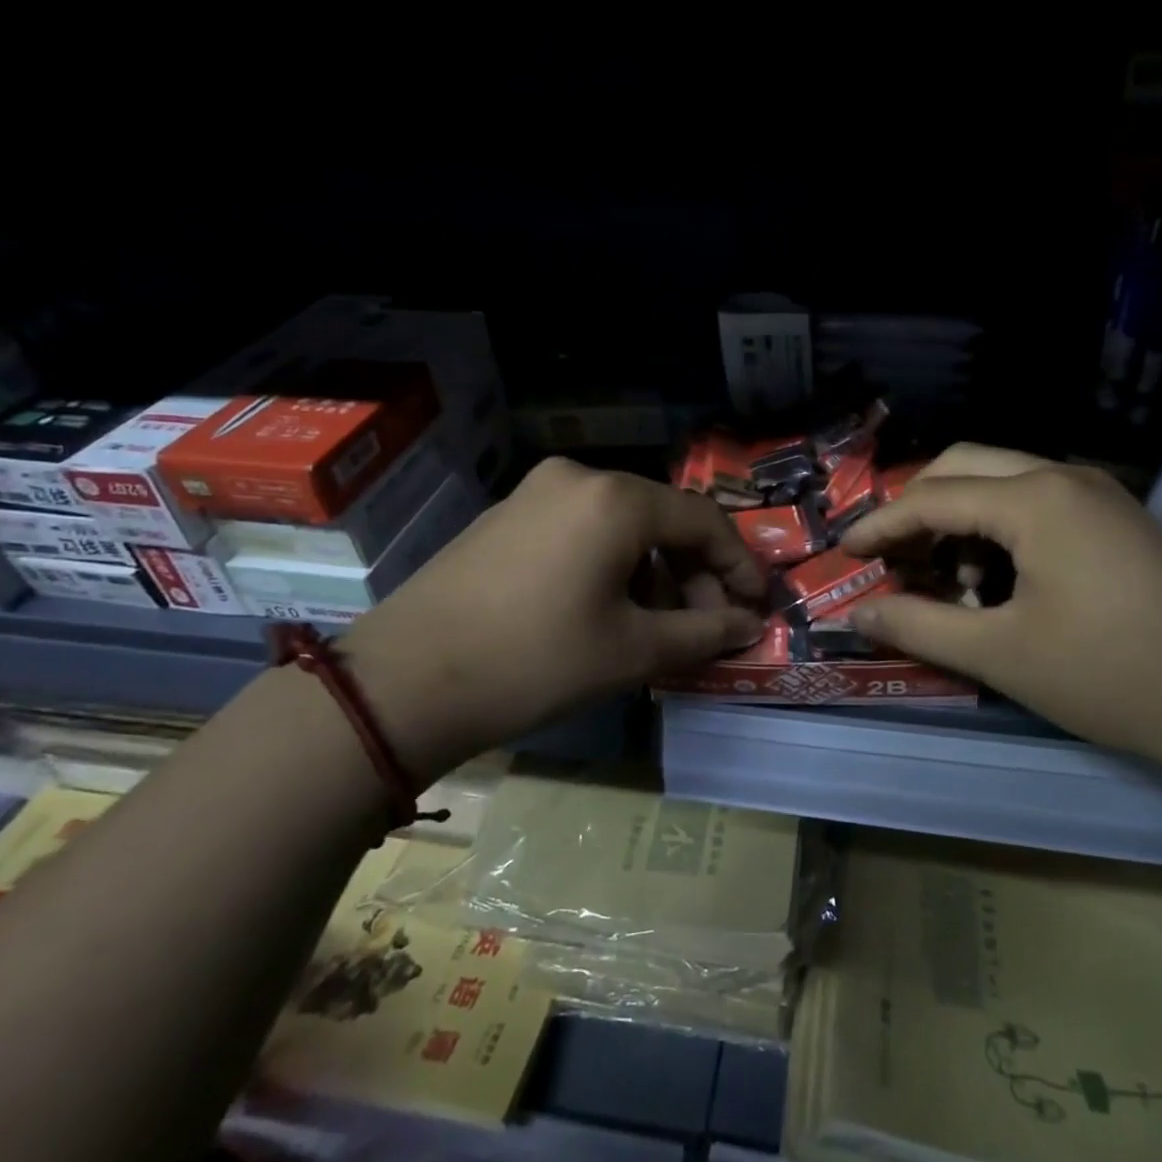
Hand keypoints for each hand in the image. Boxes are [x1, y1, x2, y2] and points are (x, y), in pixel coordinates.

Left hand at [342, 459, 766, 775]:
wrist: (404, 682)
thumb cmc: (534, 662)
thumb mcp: (632, 653)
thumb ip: (703, 633)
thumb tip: (749, 625)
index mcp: (616, 500)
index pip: (703, 522)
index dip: (738, 566)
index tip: (757, 606)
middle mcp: (579, 478)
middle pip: (662, 518)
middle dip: (695, 572)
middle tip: (708, 624)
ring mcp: (536, 492)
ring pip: (622, 524)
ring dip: (654, 570)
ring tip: (661, 624)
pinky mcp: (507, 516)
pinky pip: (582, 529)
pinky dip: (612, 563)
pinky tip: (610, 607)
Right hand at [841, 443, 1161, 773]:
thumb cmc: (1111, 674)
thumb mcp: (1000, 654)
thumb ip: (919, 625)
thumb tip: (858, 613)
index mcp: (1033, 498)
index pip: (931, 497)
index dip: (881, 525)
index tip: (845, 552)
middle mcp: (1064, 476)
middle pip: (963, 466)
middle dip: (916, 507)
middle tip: (890, 555)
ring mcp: (1098, 494)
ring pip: (1001, 480)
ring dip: (959, 517)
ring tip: (946, 577)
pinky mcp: (1117, 519)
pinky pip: (1037, 502)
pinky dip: (999, 528)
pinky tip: (998, 579)